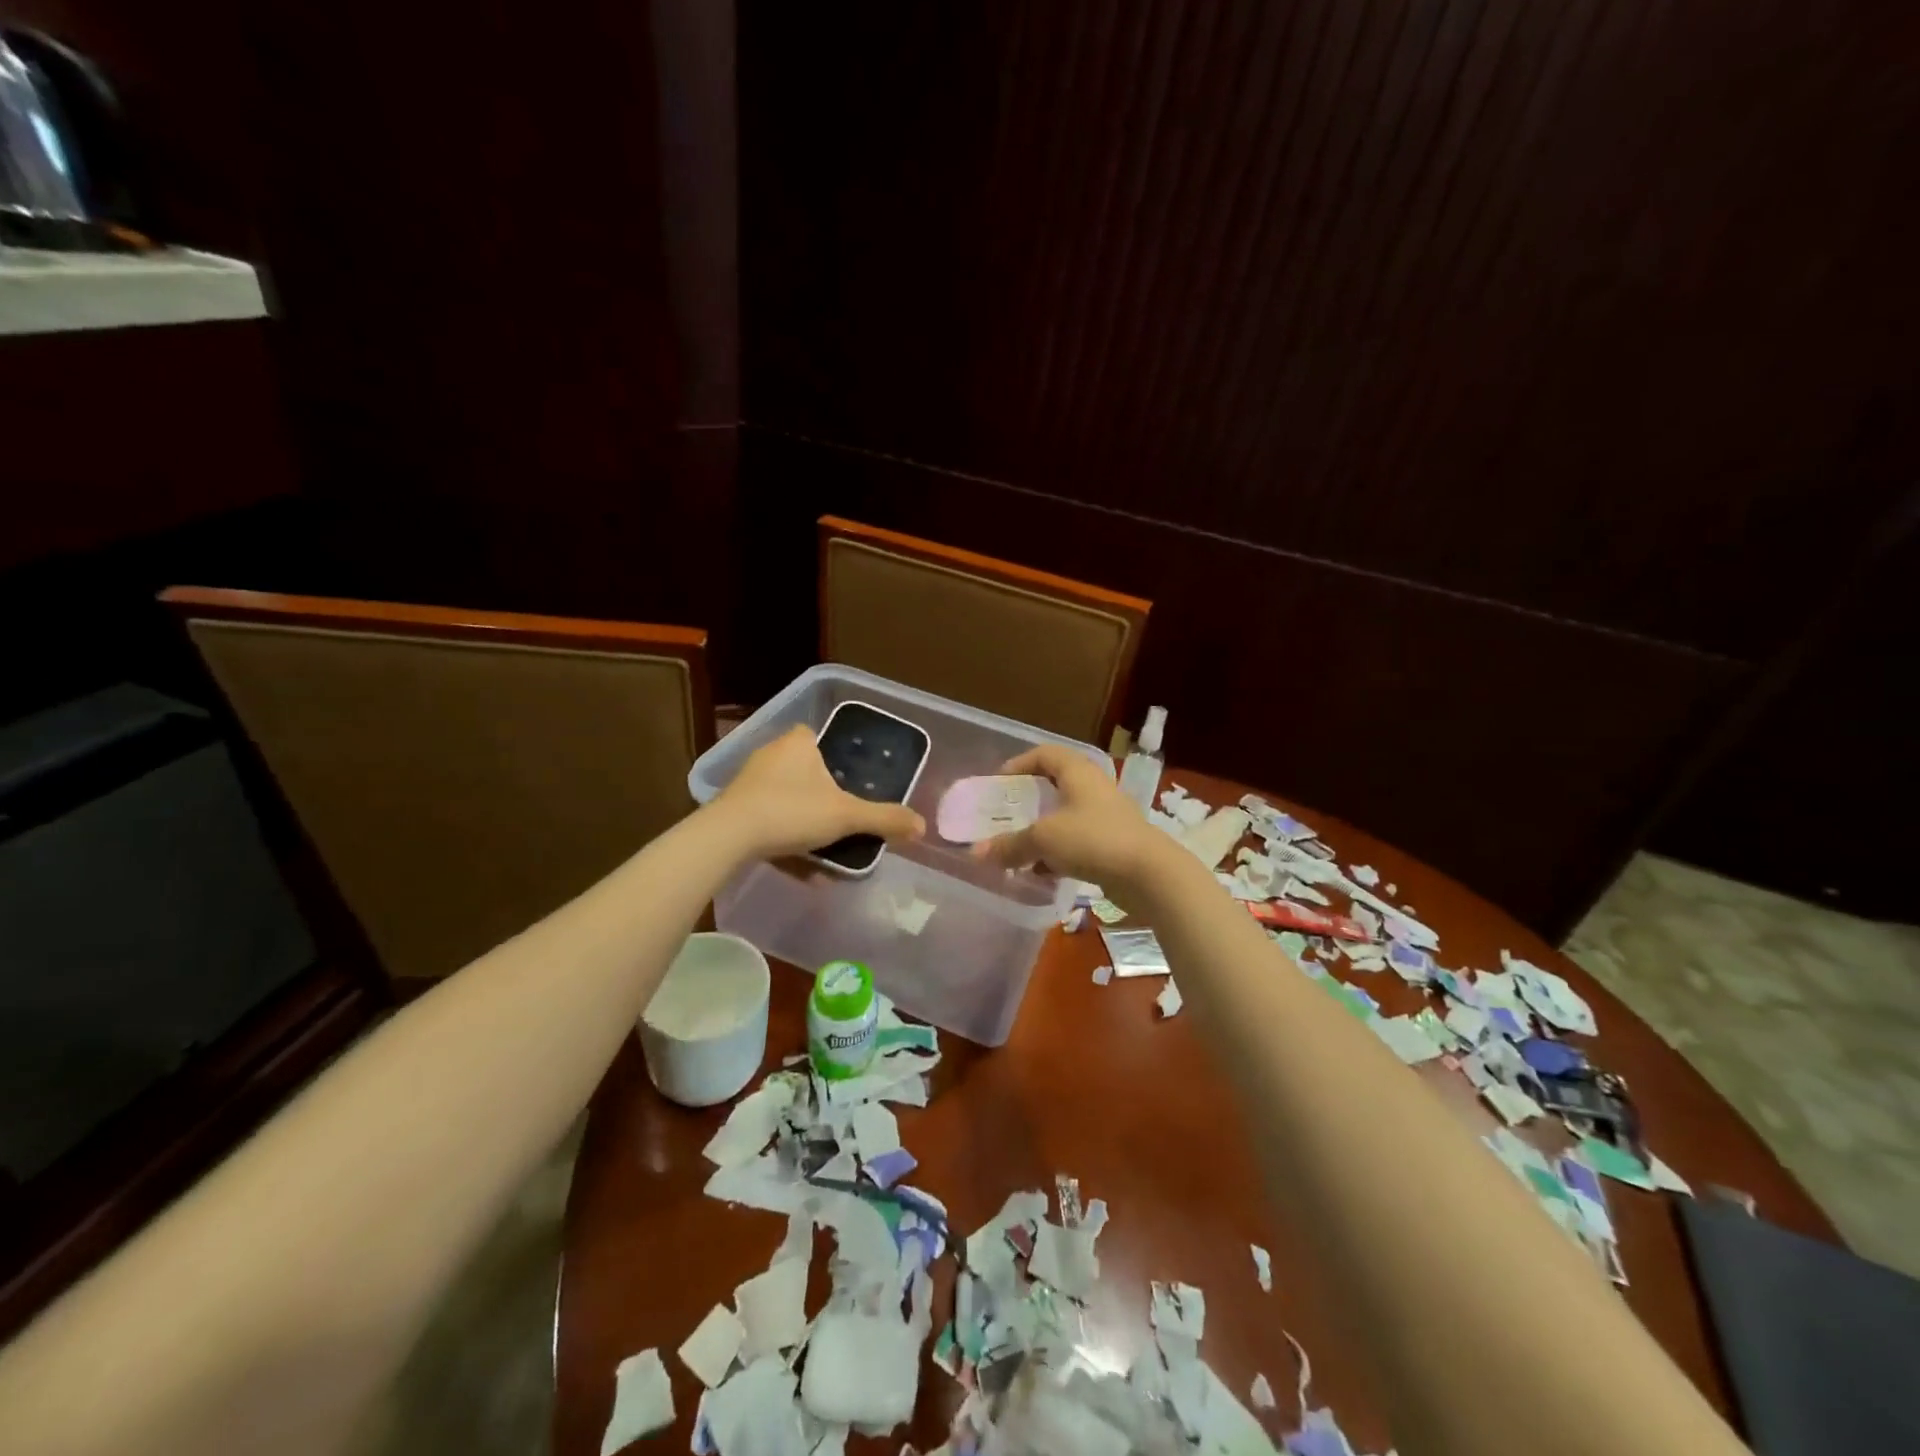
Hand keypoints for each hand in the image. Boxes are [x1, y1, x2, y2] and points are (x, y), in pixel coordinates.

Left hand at [716, 724, 925, 858]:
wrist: (728, 838)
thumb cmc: (791, 811)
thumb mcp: (846, 816)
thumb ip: (883, 819)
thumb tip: (922, 826)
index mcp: (798, 742)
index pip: (818, 738)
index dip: (835, 758)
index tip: (850, 784)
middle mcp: (771, 755)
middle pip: (805, 773)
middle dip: (824, 801)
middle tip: (843, 823)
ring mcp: (749, 782)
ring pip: (788, 802)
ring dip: (807, 829)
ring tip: (827, 857)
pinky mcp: (733, 809)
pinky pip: (769, 823)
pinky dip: (787, 844)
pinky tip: (804, 872)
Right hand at [971, 743, 1177, 897]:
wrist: (1149, 874)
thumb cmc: (1093, 839)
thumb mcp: (1044, 839)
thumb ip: (1009, 844)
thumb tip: (976, 853)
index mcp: (1078, 772)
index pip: (1045, 754)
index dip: (1019, 764)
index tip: (998, 783)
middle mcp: (1093, 787)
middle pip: (1055, 784)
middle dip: (1028, 800)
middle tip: (1005, 814)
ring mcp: (1106, 816)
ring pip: (1065, 815)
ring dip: (1041, 829)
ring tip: (1018, 845)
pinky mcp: (1113, 843)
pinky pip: (1077, 840)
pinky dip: (1057, 851)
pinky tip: (1041, 871)